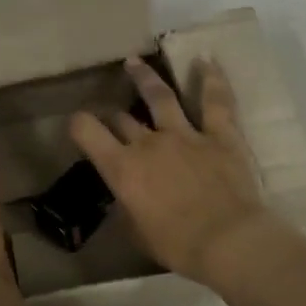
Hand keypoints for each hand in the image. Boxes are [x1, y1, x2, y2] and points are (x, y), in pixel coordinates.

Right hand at [70, 56, 276, 283]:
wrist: (228, 241)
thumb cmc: (177, 245)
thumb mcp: (136, 232)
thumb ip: (126, 207)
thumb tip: (124, 197)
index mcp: (122, 168)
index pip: (88, 132)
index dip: (79, 124)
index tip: (78, 124)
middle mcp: (148, 143)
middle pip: (122, 119)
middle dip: (113, 115)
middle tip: (112, 116)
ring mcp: (186, 134)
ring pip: (160, 97)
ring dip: (145, 78)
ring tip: (135, 63)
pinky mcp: (220, 134)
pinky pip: (215, 100)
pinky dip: (211, 78)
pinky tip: (205, 60)